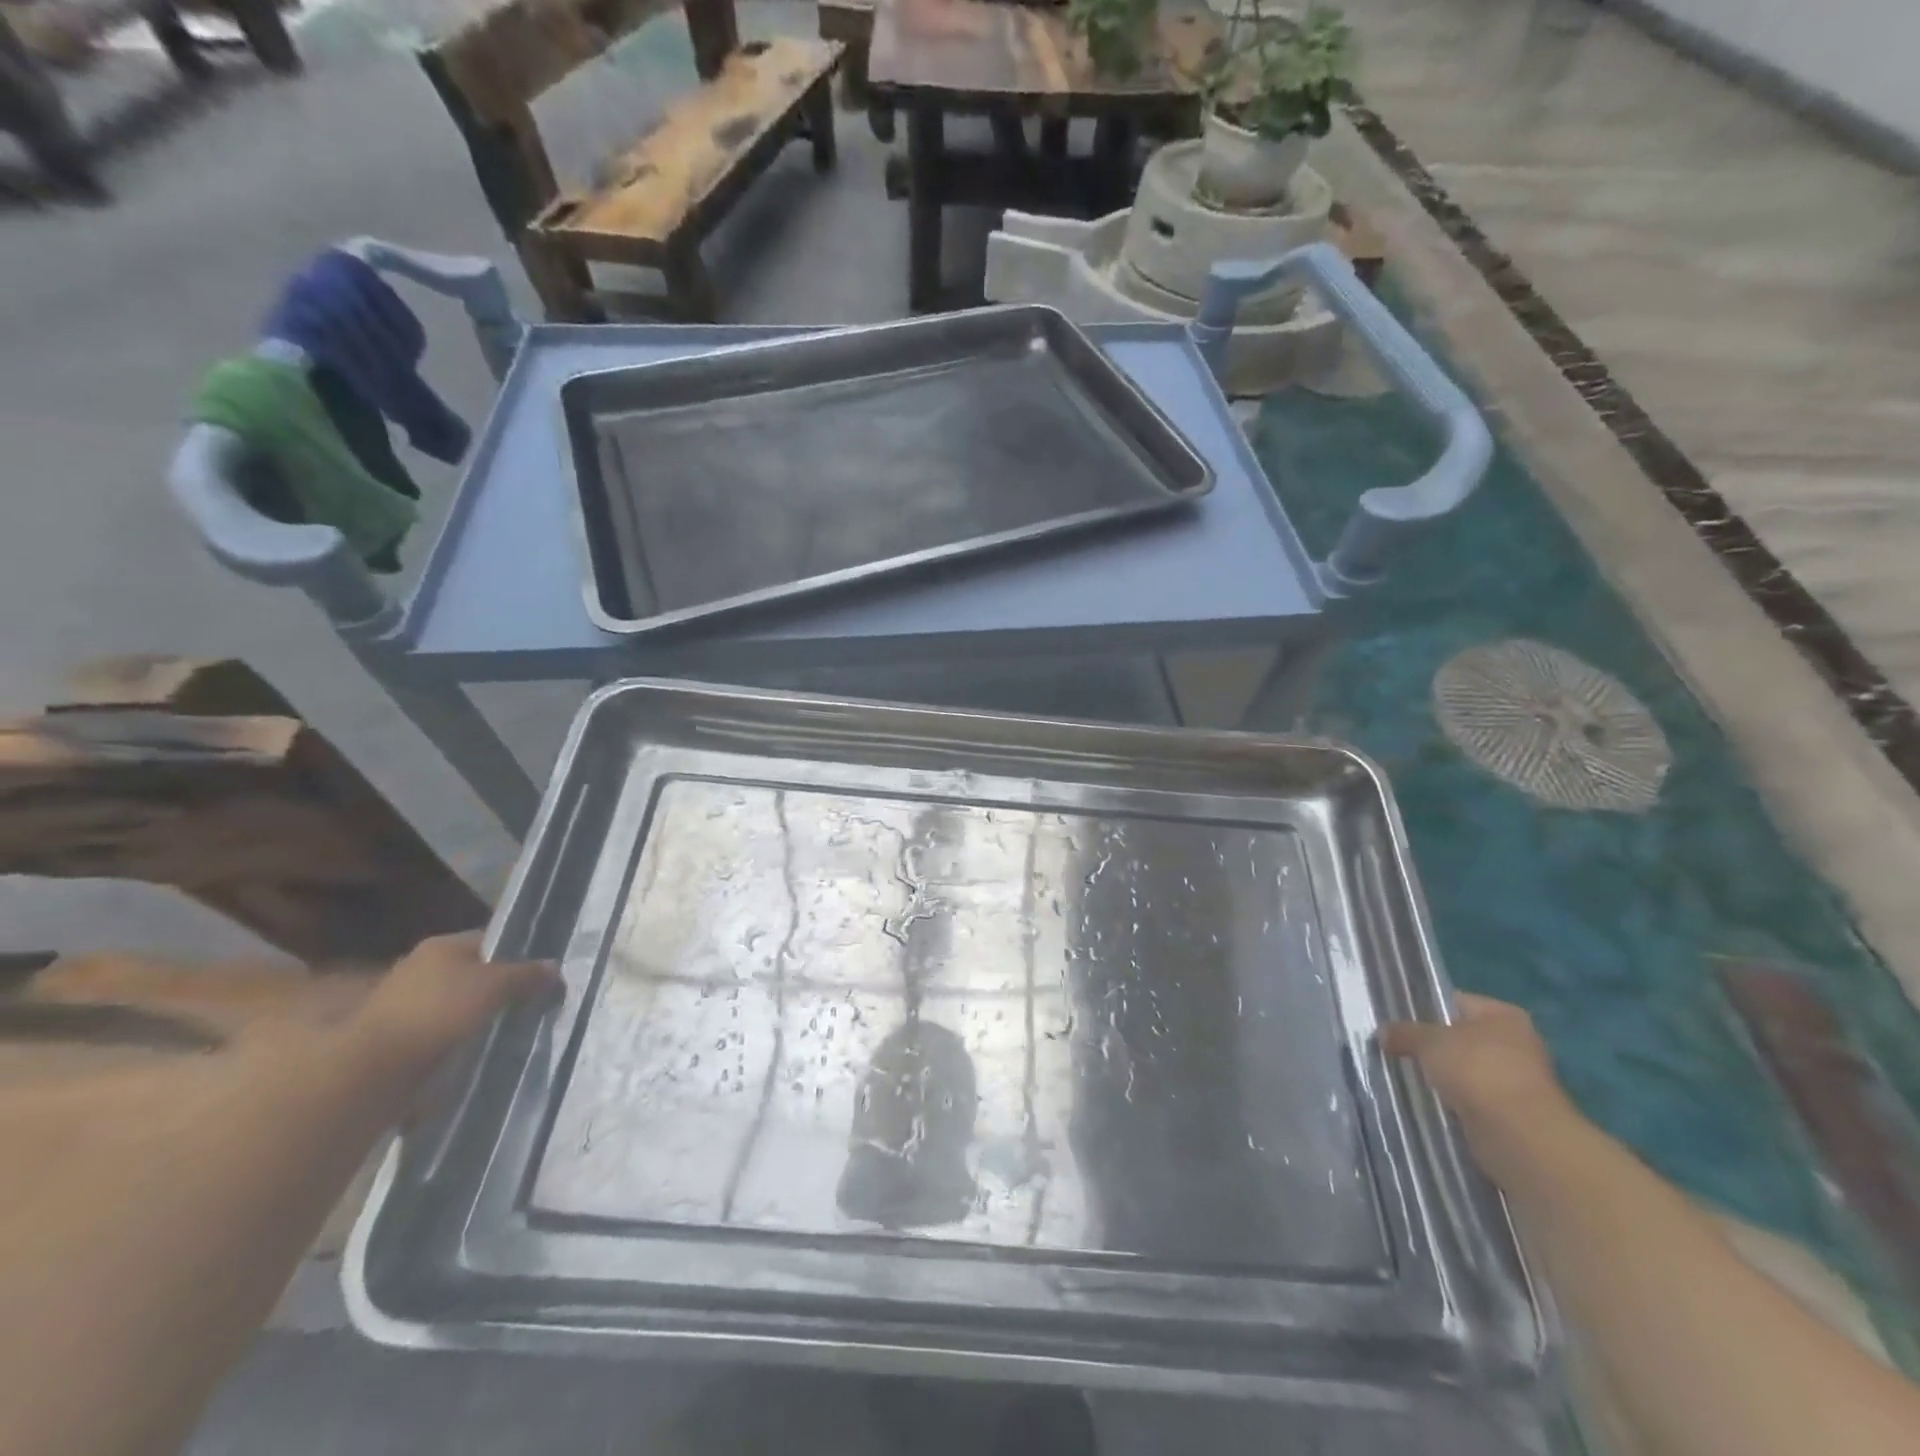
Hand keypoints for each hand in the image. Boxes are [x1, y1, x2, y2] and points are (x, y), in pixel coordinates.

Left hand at [347, 931, 559, 1088]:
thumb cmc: (437, 1012)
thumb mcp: (494, 986)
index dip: (518, 953)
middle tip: (531, 1004)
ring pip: (459, 1005)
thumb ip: (526, 975)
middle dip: (500, 989)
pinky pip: (443, 1033)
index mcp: (442, 946)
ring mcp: (407, 1005)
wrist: (372, 1070)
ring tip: (510, 1032)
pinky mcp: (400, 1040)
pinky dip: (460, 1042)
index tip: (541, 975)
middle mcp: (421, 968)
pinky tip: (479, 1053)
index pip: (490, 940)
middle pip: (473, 973)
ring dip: (479, 1018)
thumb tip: (555, 967)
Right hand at [1380, 993, 1573, 1179]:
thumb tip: (1382, 1033)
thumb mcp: (1428, 1041)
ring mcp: (1518, 1079)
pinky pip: (1473, 1098)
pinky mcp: (1513, 1112)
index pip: (1455, 1002)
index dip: (1425, 1009)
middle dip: (1433, 1046)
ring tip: (1408, 1075)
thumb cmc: (1477, 1070)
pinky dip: (1455, 1100)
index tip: (1397, 1021)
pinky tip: (1430, 1101)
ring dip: (1444, 1076)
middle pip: (1461, 1037)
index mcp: (1503, 1015)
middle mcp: (1516, 1043)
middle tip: (1397, 1048)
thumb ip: (1404, 1032)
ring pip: (1466, 1070)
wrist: (1519, 1135)